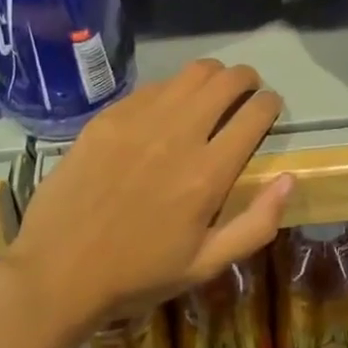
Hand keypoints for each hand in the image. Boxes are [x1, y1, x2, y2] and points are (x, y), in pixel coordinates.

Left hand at [3, 60, 294, 337]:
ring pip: (191, 73)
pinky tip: (167, 107)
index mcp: (208, 173)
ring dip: (212, 75)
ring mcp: (141, 119)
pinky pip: (153, 86)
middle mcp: (179, 134)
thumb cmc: (137, 274)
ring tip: (212, 89)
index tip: (270, 106)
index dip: (270, 103)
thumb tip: (289, 179)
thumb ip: (256, 224)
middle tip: (247, 89)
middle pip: (226, 81)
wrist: (58, 271)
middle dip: (246, 79)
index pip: (255, 114)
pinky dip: (172, 89)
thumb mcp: (206, 265)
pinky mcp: (110, 116)